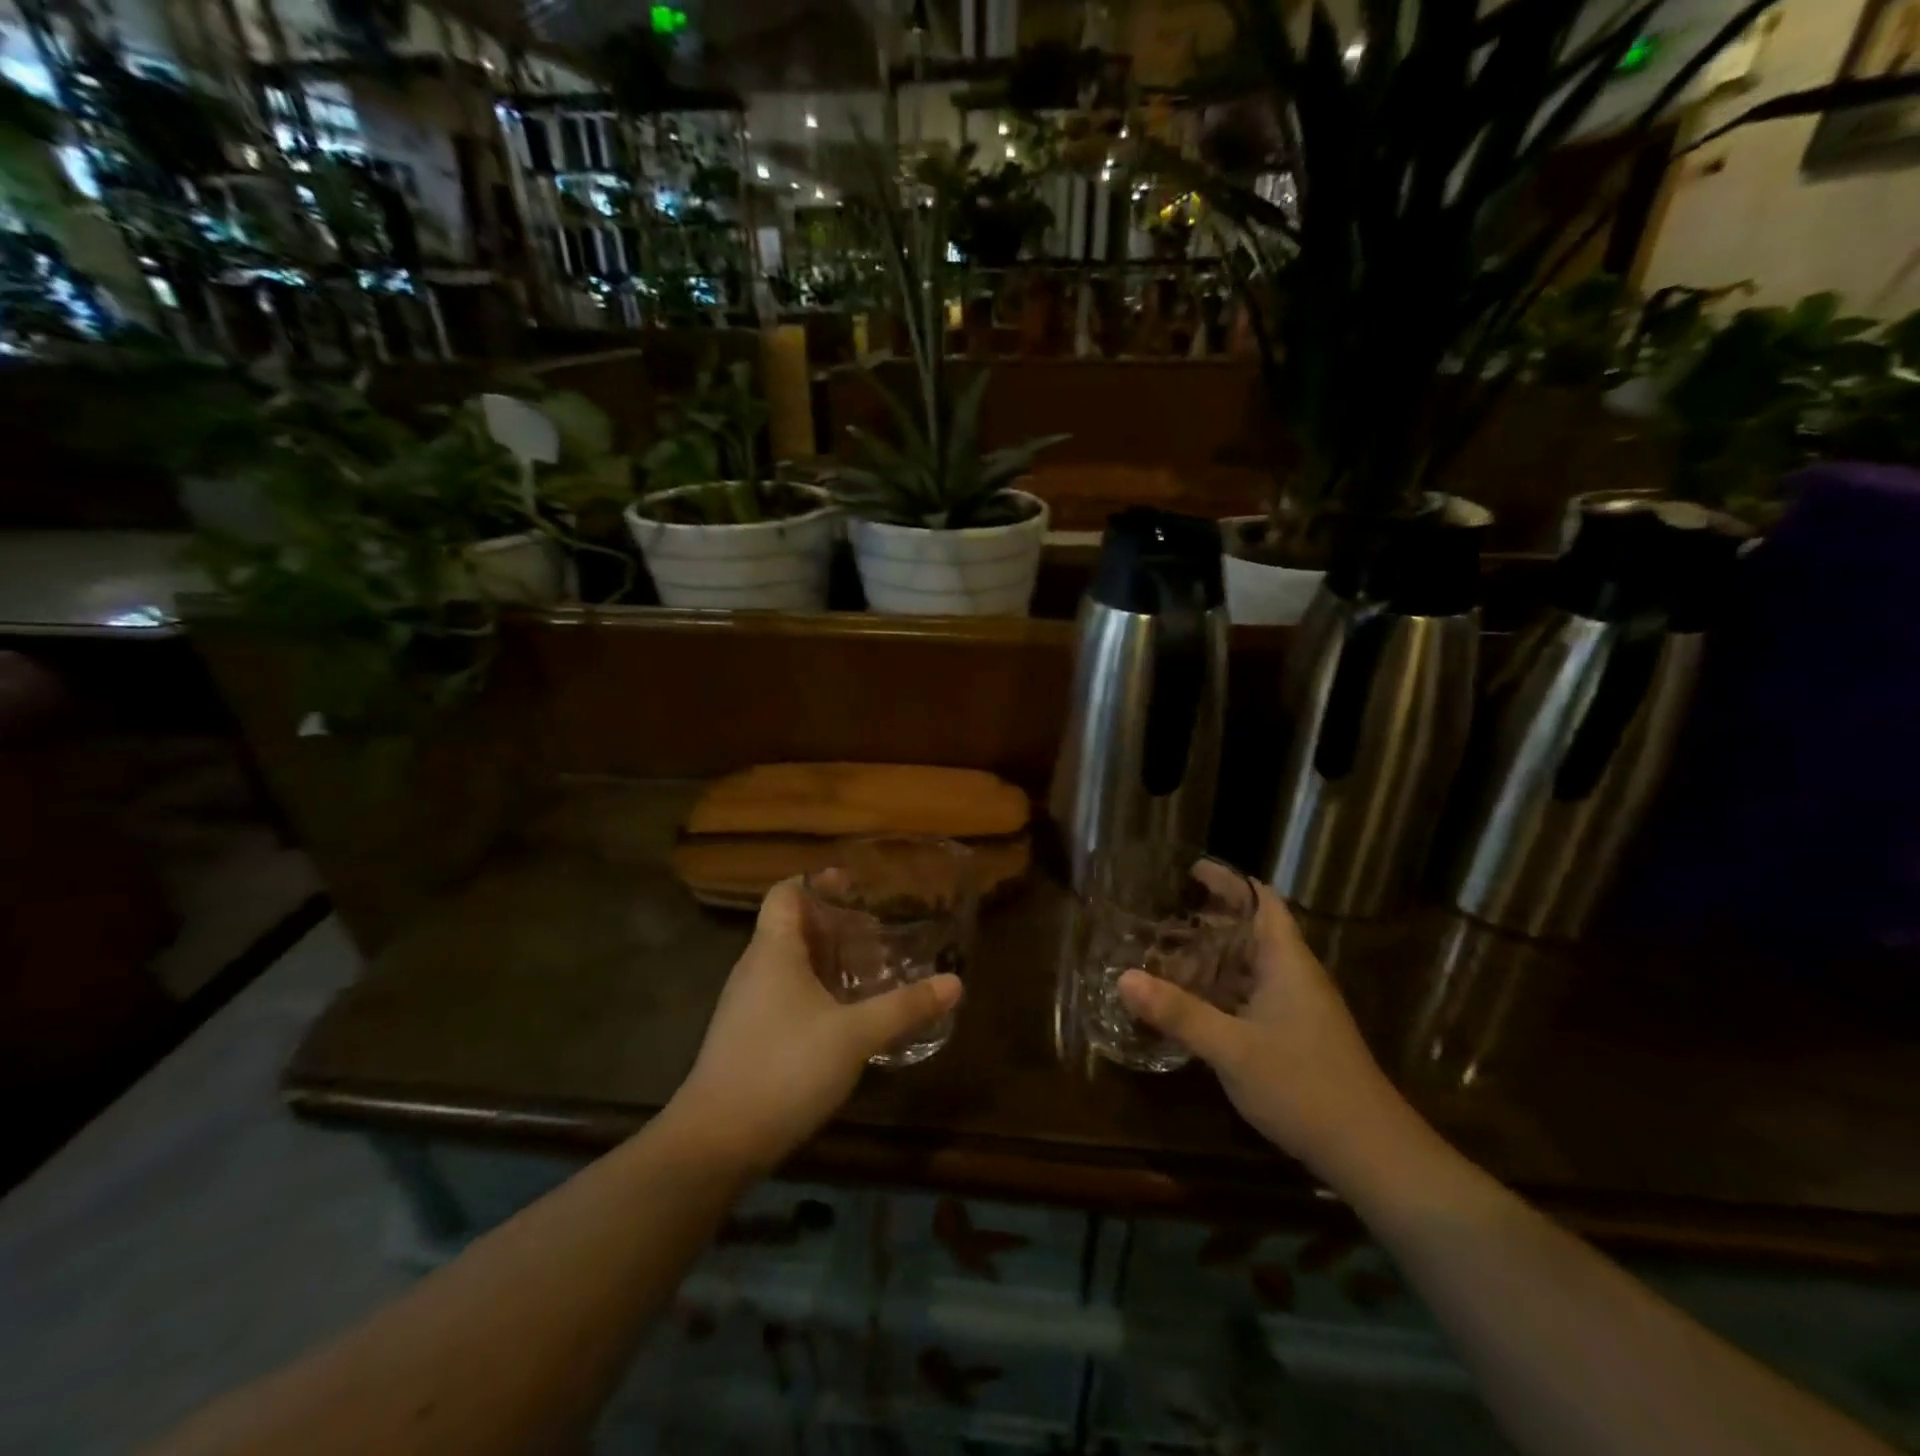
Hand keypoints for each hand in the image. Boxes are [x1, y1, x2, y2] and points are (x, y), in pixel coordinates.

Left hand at [668, 878, 961, 1175]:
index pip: (787, 892)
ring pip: (791, 964)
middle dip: (836, 925)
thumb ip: (904, 1007)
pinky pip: (786, 996)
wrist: (715, 1143)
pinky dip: (817, 992)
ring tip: (871, 972)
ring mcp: (747, 1005)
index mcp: (773, 950)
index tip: (858, 888)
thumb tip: (955, 983)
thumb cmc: (784, 1068)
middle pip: (793, 926)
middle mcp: (756, 968)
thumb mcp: (854, 1036)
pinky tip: (846, 1017)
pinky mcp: (748, 1037)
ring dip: (829, 962)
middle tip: (879, 934)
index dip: (820, 882)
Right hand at [1118, 882, 1409, 1180]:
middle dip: (1210, 918)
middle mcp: (1294, 976)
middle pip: (1252, 929)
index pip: (1262, 900)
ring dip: (1212, 956)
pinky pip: (1249, 995)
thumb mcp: (1232, 1049)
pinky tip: (1189, 1002)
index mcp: (1287, 962)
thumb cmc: (1305, 1087)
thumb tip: (1123, 978)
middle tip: (1162, 913)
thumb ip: (1179, 1013)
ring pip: (1249, 966)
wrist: (1371, 1154)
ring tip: (1164, 952)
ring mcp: (1296, 1008)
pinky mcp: (1292, 1035)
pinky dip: (1219, 989)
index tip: (1189, 871)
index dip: (1229, 880)